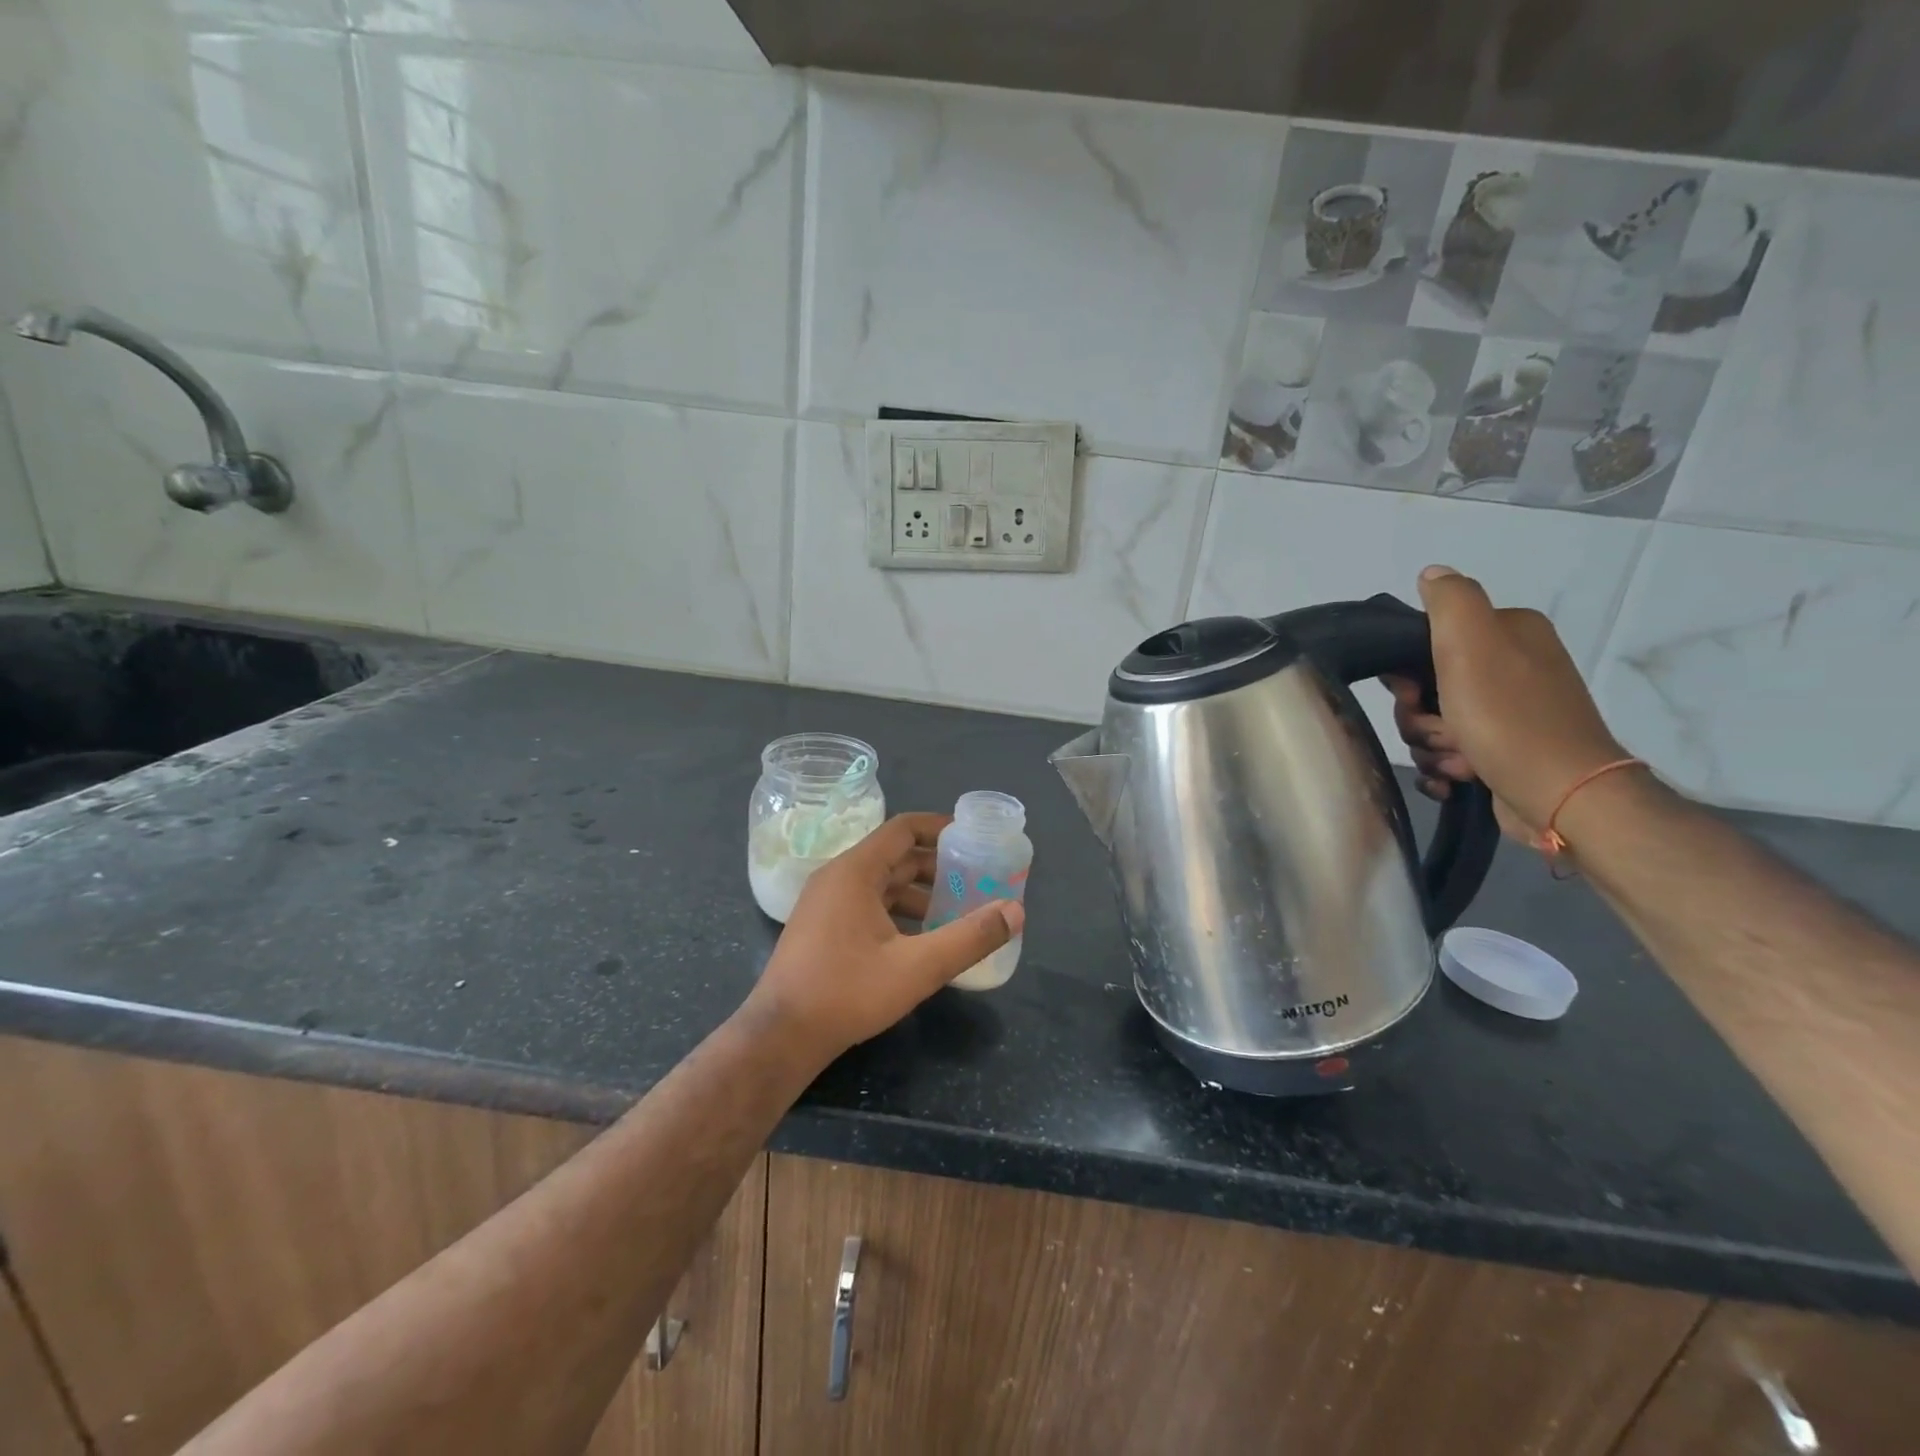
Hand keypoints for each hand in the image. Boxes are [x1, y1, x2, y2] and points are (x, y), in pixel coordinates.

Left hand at [742, 812, 1023, 1063]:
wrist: (780, 1035)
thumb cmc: (847, 992)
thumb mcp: (917, 967)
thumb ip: (969, 938)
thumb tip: (1015, 911)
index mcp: (855, 871)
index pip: (902, 829)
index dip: (939, 828)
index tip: (972, 838)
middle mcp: (837, 877)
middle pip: (893, 856)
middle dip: (936, 866)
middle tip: (973, 881)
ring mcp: (824, 903)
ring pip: (880, 883)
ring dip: (917, 893)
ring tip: (954, 914)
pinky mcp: (820, 927)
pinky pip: (865, 903)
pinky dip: (896, 911)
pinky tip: (918, 940)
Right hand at [1383, 565, 1629, 840]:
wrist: (1562, 796)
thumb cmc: (1509, 719)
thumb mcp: (1472, 645)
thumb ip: (1450, 601)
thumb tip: (1430, 573)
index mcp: (1509, 634)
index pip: (1427, 642)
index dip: (1407, 673)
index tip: (1413, 695)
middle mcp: (1512, 668)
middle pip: (1425, 689)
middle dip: (1419, 717)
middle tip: (1440, 730)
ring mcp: (1509, 713)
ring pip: (1432, 725)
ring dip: (1431, 747)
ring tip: (1457, 761)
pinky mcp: (1503, 752)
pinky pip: (1447, 755)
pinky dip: (1443, 769)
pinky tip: (1455, 778)